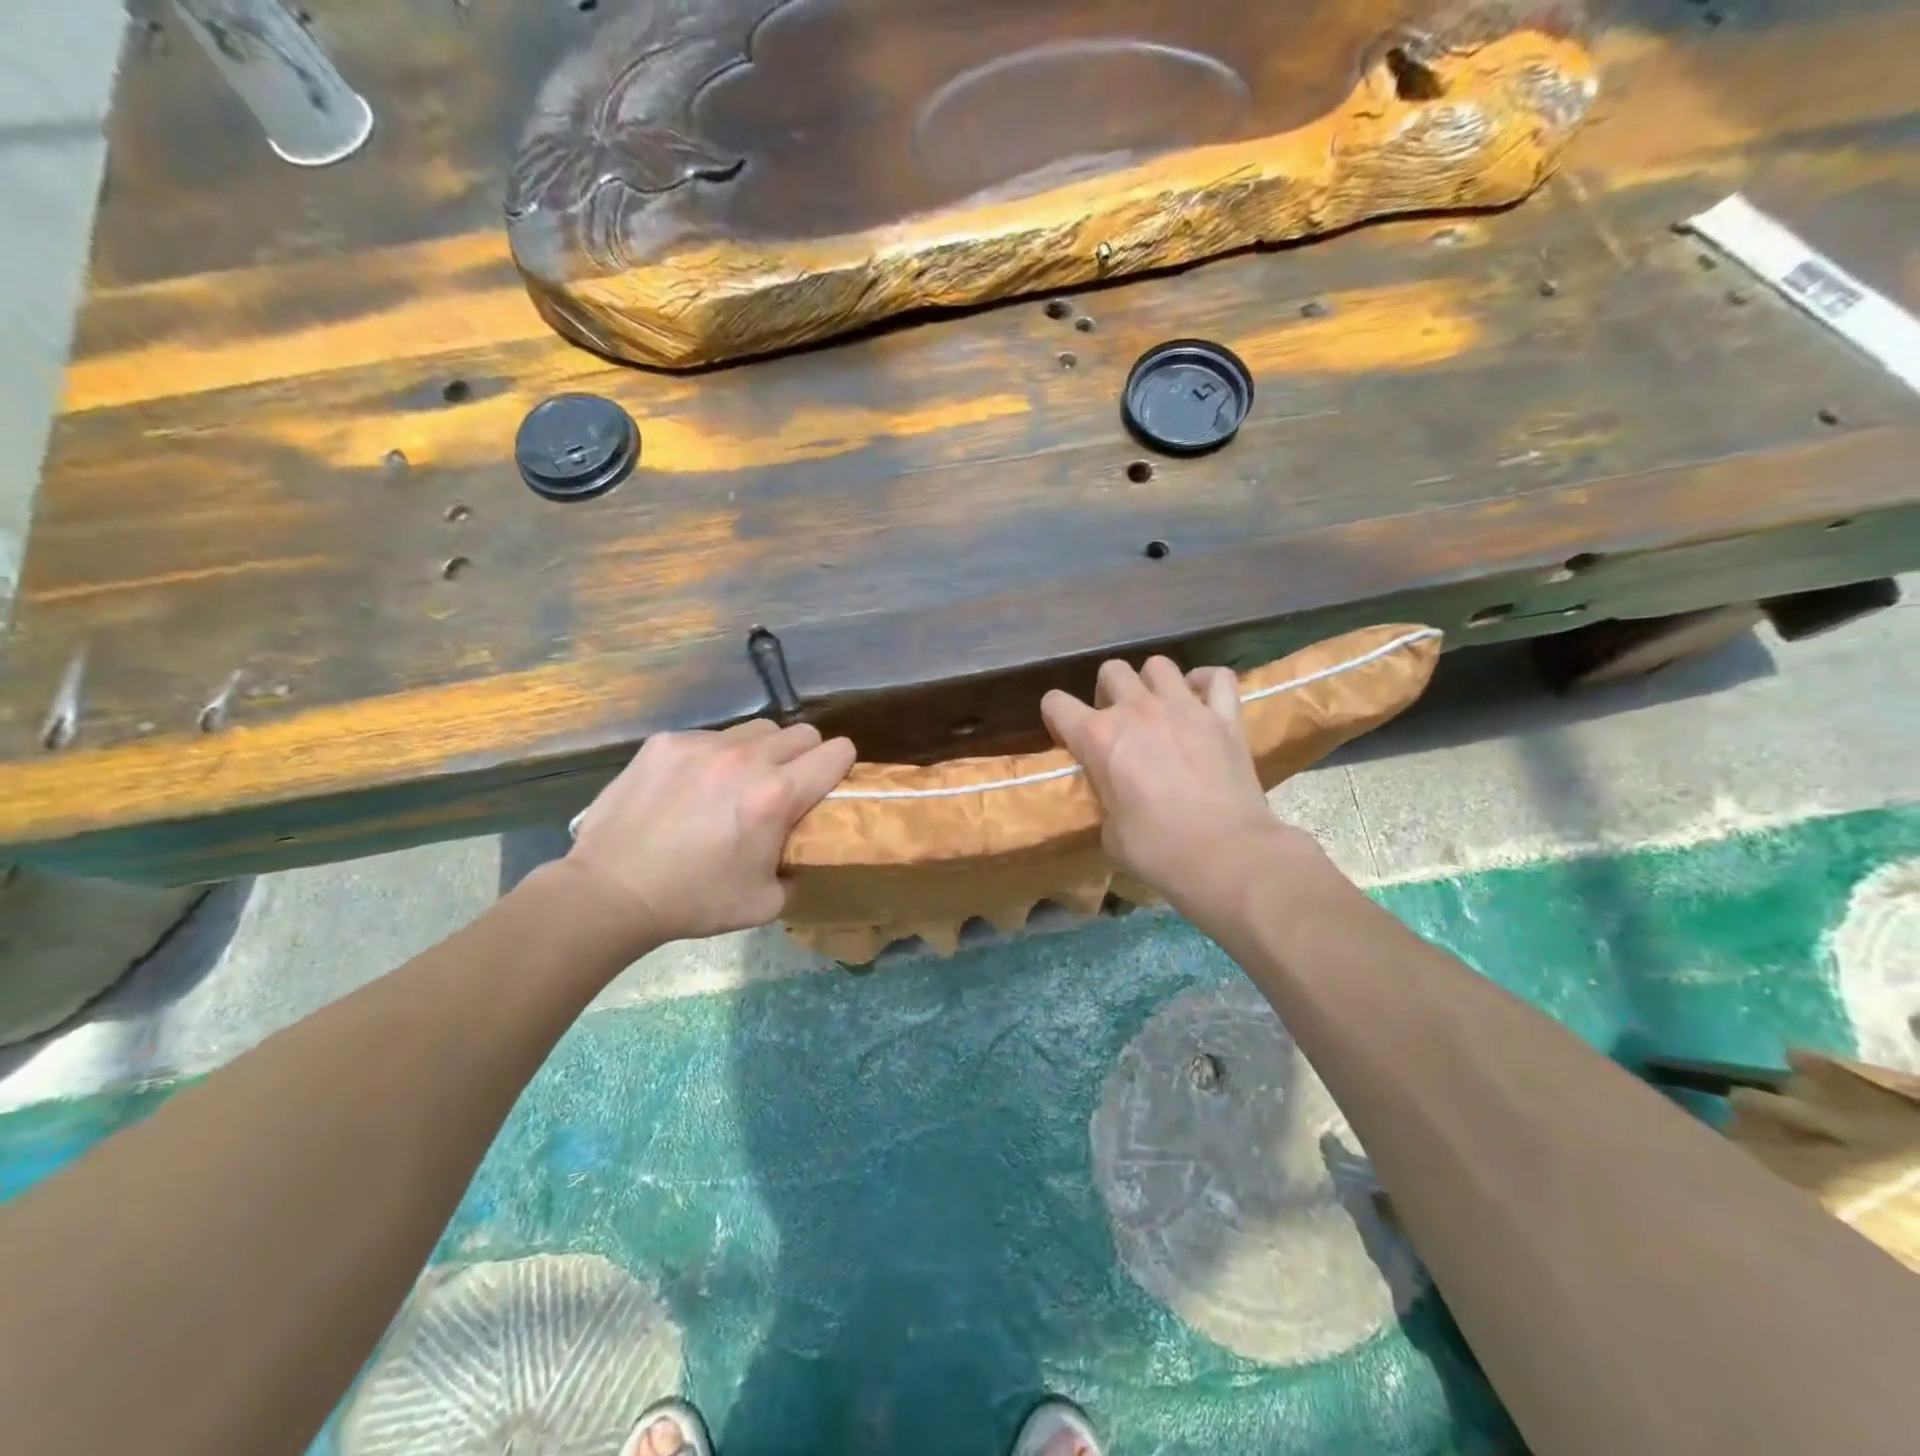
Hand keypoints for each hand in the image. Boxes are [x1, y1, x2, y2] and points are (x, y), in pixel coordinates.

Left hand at [563, 720, 855, 945]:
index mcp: (776, 795)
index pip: (837, 752)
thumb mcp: (765, 902)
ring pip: (757, 729)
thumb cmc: (694, 901)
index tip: (830, 783)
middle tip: (785, 786)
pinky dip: (714, 756)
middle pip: (802, 733)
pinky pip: (711, 736)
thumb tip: (797, 852)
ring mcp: (702, 744)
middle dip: (804, 757)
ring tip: (737, 782)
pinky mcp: (666, 742)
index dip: (842, 766)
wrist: (611, 891)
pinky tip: (692, 786)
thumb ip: (795, 869)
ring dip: (761, 752)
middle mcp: (745, 758)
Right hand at [1041, 657, 1307, 912]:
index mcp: (1098, 737)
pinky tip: (1203, 699)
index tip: (1068, 736)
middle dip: (1108, 692)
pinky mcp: (1224, 716)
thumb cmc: (1158, 850)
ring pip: (1158, 665)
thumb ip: (1106, 800)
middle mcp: (1136, 710)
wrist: (1226, 855)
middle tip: (1118, 722)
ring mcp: (1184, 707)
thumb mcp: (1110, 833)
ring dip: (1152, 683)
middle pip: (1111, 671)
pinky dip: (1207, 683)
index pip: (1056, 704)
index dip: (1057, 717)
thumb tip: (1117, 798)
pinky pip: (1217, 678)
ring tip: (1159, 707)